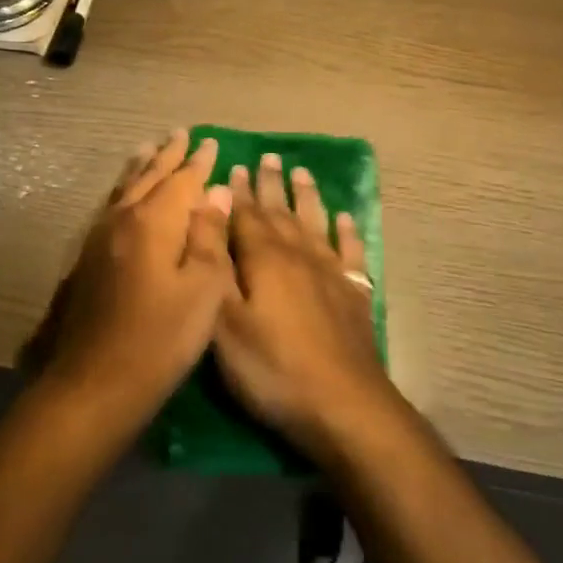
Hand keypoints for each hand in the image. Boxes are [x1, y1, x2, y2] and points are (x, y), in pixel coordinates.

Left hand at [28, 131, 234, 433]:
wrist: (93, 382)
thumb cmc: (160, 339)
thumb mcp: (202, 290)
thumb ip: (209, 236)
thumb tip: (215, 192)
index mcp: (154, 221)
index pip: (183, 180)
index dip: (199, 162)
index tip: (210, 143)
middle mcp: (124, 218)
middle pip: (150, 176)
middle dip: (168, 155)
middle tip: (181, 134)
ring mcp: (100, 237)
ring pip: (125, 188)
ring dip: (141, 166)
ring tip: (149, 148)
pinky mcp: (88, 257)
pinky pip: (111, 206)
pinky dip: (124, 189)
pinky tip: (125, 196)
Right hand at [213, 153, 401, 463]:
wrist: (344, 405)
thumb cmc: (272, 367)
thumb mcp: (224, 321)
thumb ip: (214, 263)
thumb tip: (208, 211)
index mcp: (264, 257)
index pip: (246, 214)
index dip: (238, 191)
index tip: (235, 165)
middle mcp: (299, 254)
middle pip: (281, 211)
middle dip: (271, 184)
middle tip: (268, 157)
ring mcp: (331, 272)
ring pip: (316, 222)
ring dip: (307, 196)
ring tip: (302, 173)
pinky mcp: (354, 294)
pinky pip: (351, 251)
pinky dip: (348, 231)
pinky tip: (346, 218)